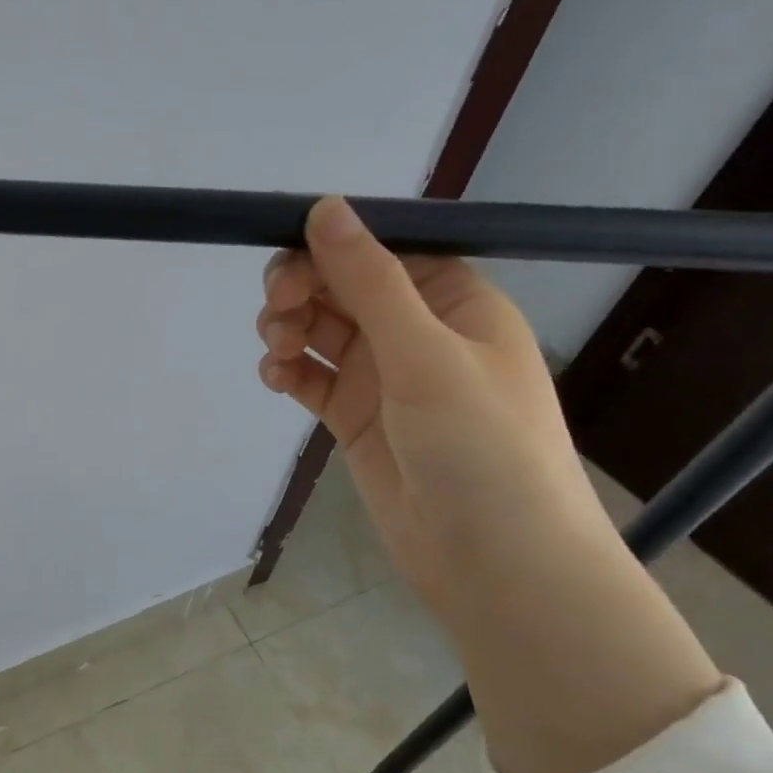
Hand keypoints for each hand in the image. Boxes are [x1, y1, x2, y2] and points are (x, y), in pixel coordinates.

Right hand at [256, 197, 721, 772]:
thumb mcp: (425, 354)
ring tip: (277, 349)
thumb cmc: (481, 447)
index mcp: (454, 302)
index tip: (290, 260)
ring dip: (290, 328)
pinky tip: (276, 378)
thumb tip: (325, 206)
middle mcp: (417, 331)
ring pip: (320, 329)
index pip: (382, 250)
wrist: (496, 566)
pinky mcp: (355, 417)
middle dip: (303, 289)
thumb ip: (369, 280)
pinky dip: (288, 370)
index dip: (332, 246)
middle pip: (342, 286)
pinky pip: (311, 377)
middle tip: (278, 308)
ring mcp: (384, 376)